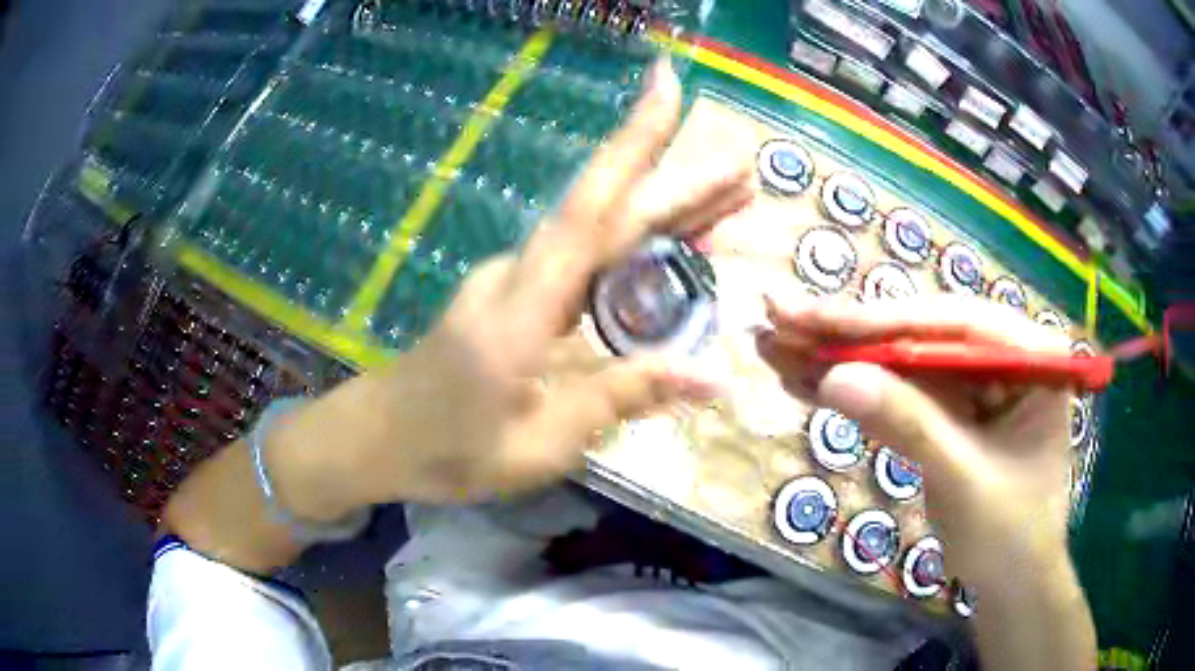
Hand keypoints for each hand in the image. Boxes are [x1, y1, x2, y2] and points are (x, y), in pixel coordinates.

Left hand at [288, 59, 751, 512]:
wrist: (377, 436)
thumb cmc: (448, 450)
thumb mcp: (539, 444)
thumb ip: (619, 398)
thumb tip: (711, 375)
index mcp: (521, 309)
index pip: (589, 209)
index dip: (632, 142)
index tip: (664, 82)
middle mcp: (519, 274)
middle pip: (607, 214)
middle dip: (678, 186)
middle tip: (741, 172)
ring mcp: (513, 278)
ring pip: (599, 234)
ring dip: (663, 217)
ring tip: (728, 207)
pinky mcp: (514, 292)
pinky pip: (583, 262)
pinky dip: (633, 254)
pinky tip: (670, 258)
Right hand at [757, 294, 1074, 588]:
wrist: (1013, 583)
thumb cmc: (1010, 537)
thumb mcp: (965, 483)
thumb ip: (910, 427)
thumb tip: (835, 380)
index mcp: (1030, 355)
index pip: (952, 323)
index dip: (881, 321)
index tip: (814, 319)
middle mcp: (1001, 354)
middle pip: (919, 332)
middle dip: (848, 333)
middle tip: (778, 316)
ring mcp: (973, 381)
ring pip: (901, 359)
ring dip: (839, 356)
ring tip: (776, 345)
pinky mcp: (950, 408)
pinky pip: (899, 391)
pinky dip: (854, 390)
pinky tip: (804, 380)